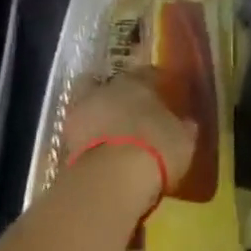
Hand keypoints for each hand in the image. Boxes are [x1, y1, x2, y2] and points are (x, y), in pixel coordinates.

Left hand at [62, 68, 198, 208]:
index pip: (149, 74)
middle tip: (133, 114)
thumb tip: (185, 123)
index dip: (157, 85)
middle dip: (121, 97)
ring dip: (100, 117)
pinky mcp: (65, 138)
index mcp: (138, 82)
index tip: (164, 97)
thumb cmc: (157, 148)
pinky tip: (101, 153)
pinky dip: (89, 140)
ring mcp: (81, 111)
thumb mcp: (183, 139)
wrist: (113, 177)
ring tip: (114, 136)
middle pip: (112, 86)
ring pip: (91, 106)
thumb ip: (183, 127)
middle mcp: (107, 89)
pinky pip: (81, 133)